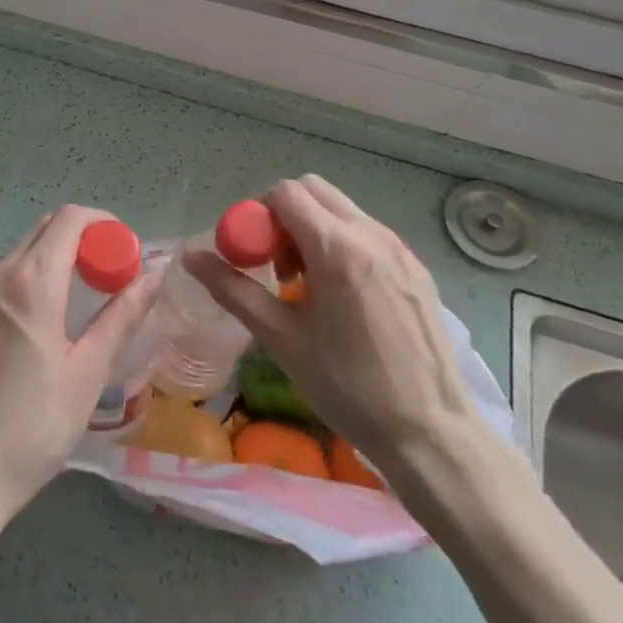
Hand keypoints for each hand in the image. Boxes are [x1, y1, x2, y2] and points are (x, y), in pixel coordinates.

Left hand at [0, 205, 162, 528]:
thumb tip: (155, 275)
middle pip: (44, 230)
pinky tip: (38, 328)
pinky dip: (26, 282)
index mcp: (31, 280)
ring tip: (78, 304)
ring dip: (53, 261)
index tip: (126, 253)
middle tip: (109, 278)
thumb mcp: (87, 373)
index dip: (104, 224)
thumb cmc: (30, 427)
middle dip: (82, 241)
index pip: (70, 218)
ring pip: (19, 254)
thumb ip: (122, 316)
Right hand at [185, 174, 479, 474]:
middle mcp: (370, 234)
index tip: (253, 256)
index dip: (258, 215)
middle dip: (284, 215)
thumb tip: (191, 257)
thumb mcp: (281, 338)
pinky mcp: (416, 266)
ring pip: (342, 209)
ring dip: (313, 228)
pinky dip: (342, 243)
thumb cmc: (348, 387)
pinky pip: (367, 232)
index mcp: (336, 248)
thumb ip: (233, 290)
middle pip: (313, 190)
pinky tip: (343, 297)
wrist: (430, 431)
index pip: (285, 193)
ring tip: (308, 285)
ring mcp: (399, 247)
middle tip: (277, 265)